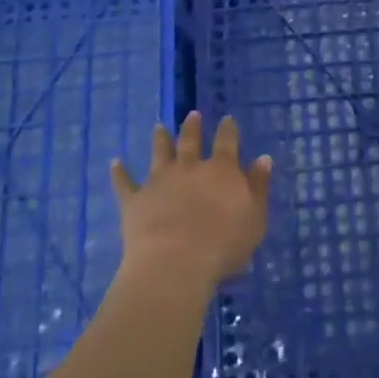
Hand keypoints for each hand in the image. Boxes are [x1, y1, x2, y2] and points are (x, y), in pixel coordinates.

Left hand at [111, 111, 270, 288]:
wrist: (175, 262)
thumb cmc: (224, 244)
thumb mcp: (255, 218)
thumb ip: (258, 187)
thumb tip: (263, 158)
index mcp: (221, 171)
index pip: (227, 143)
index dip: (228, 130)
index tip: (227, 118)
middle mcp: (189, 168)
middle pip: (190, 141)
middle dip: (192, 127)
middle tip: (192, 115)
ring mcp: (159, 181)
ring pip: (159, 153)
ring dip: (160, 139)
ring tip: (158, 127)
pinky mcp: (135, 200)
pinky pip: (124, 183)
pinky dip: (119, 172)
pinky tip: (115, 163)